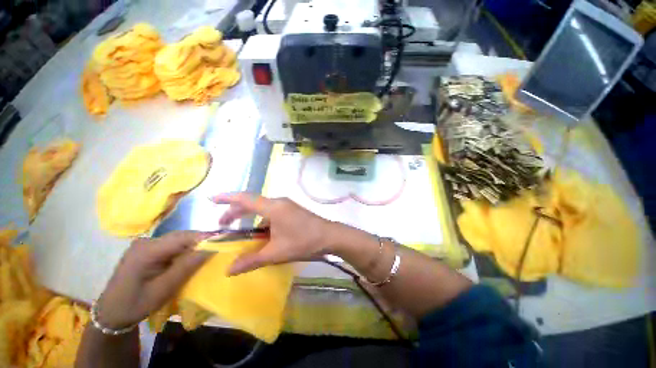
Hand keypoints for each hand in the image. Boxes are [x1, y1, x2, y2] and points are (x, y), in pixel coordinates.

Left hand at [97, 231, 210, 328]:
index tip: (224, 241)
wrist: (111, 313)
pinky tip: (189, 257)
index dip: (205, 238)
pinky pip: (171, 244)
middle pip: (181, 236)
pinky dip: (184, 249)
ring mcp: (145, 244)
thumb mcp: (164, 289)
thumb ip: (187, 266)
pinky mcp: (147, 248)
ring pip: (178, 239)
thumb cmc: (137, 304)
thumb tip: (212, 248)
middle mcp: (146, 241)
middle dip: (201, 241)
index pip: (183, 237)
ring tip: (207, 253)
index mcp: (147, 251)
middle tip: (219, 248)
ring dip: (194, 245)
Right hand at [211, 193, 337, 274]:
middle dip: (236, 212)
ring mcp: (287, 205)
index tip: (211, 199)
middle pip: (252, 203)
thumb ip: (251, 260)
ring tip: (244, 234)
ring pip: (263, 208)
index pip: (245, 198)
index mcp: (273, 207)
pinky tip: (264, 234)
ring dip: (251, 218)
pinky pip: (273, 212)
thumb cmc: (303, 242)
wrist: (329, 236)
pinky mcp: (292, 210)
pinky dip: (263, 221)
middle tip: (223, 224)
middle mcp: (279, 202)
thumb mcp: (276, 253)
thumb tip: (228, 270)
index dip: (227, 198)